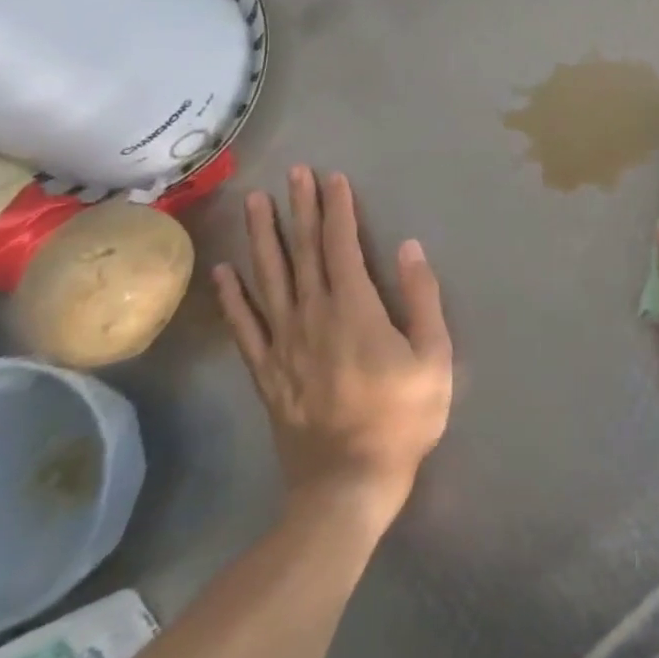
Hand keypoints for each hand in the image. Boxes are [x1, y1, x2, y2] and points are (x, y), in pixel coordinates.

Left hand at [214, 166, 452, 533]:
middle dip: (300, 209)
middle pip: (304, 252)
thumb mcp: (434, 357)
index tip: (332, 178)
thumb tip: (408, 248)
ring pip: (269, 280)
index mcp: (355, 309)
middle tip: (292, 173)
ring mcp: (283, 344)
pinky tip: (224, 272)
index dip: (337, 209)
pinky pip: (244, 327)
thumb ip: (422, 299)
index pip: (342, 246)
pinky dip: (232, 298)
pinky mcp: (266, 372)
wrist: (348, 484)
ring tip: (255, 203)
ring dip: (262, 238)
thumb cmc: (402, 418)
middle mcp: (312, 316)